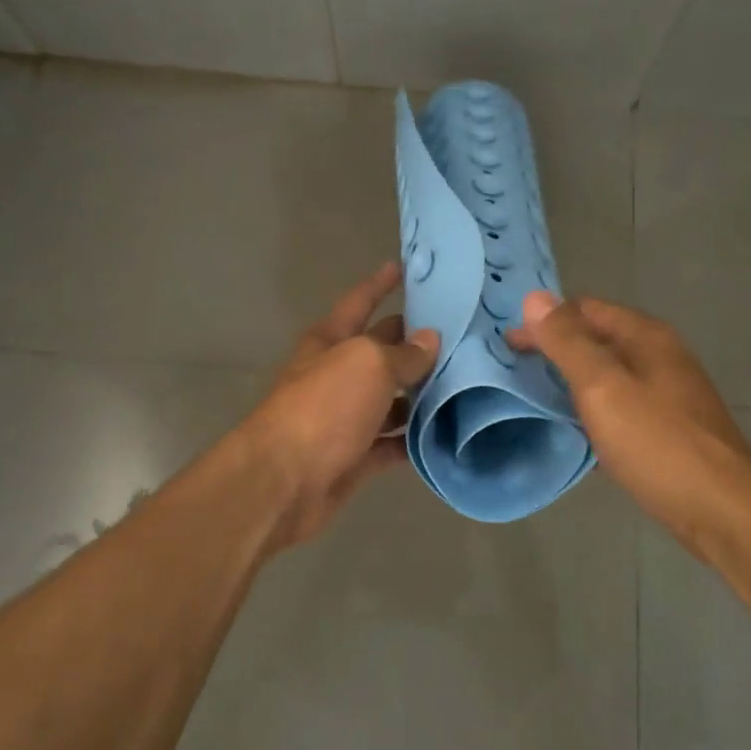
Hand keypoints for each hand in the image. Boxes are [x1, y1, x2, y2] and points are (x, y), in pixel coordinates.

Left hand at [243, 262, 439, 548]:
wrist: (284, 482)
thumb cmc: (324, 407)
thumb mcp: (368, 365)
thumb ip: (403, 353)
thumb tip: (429, 339)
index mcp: (331, 341)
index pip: (359, 301)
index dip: (380, 283)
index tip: (403, 267)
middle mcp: (337, 374)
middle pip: (380, 351)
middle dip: (413, 341)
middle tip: (461, 333)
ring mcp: (344, 418)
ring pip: (390, 399)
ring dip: (421, 394)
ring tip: (467, 384)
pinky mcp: (354, 457)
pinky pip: (391, 443)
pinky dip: (414, 439)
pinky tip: (447, 432)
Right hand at [507, 291, 750, 548]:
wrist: (724, 511)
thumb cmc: (659, 443)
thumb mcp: (603, 387)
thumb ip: (567, 342)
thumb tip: (534, 297)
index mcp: (646, 337)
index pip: (585, 308)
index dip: (545, 321)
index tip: (508, 345)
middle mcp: (660, 356)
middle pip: (598, 339)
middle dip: (556, 349)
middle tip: (516, 371)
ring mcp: (669, 393)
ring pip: (609, 373)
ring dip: (573, 379)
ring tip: (537, 397)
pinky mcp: (670, 428)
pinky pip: (621, 404)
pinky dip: (593, 407)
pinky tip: (578, 429)